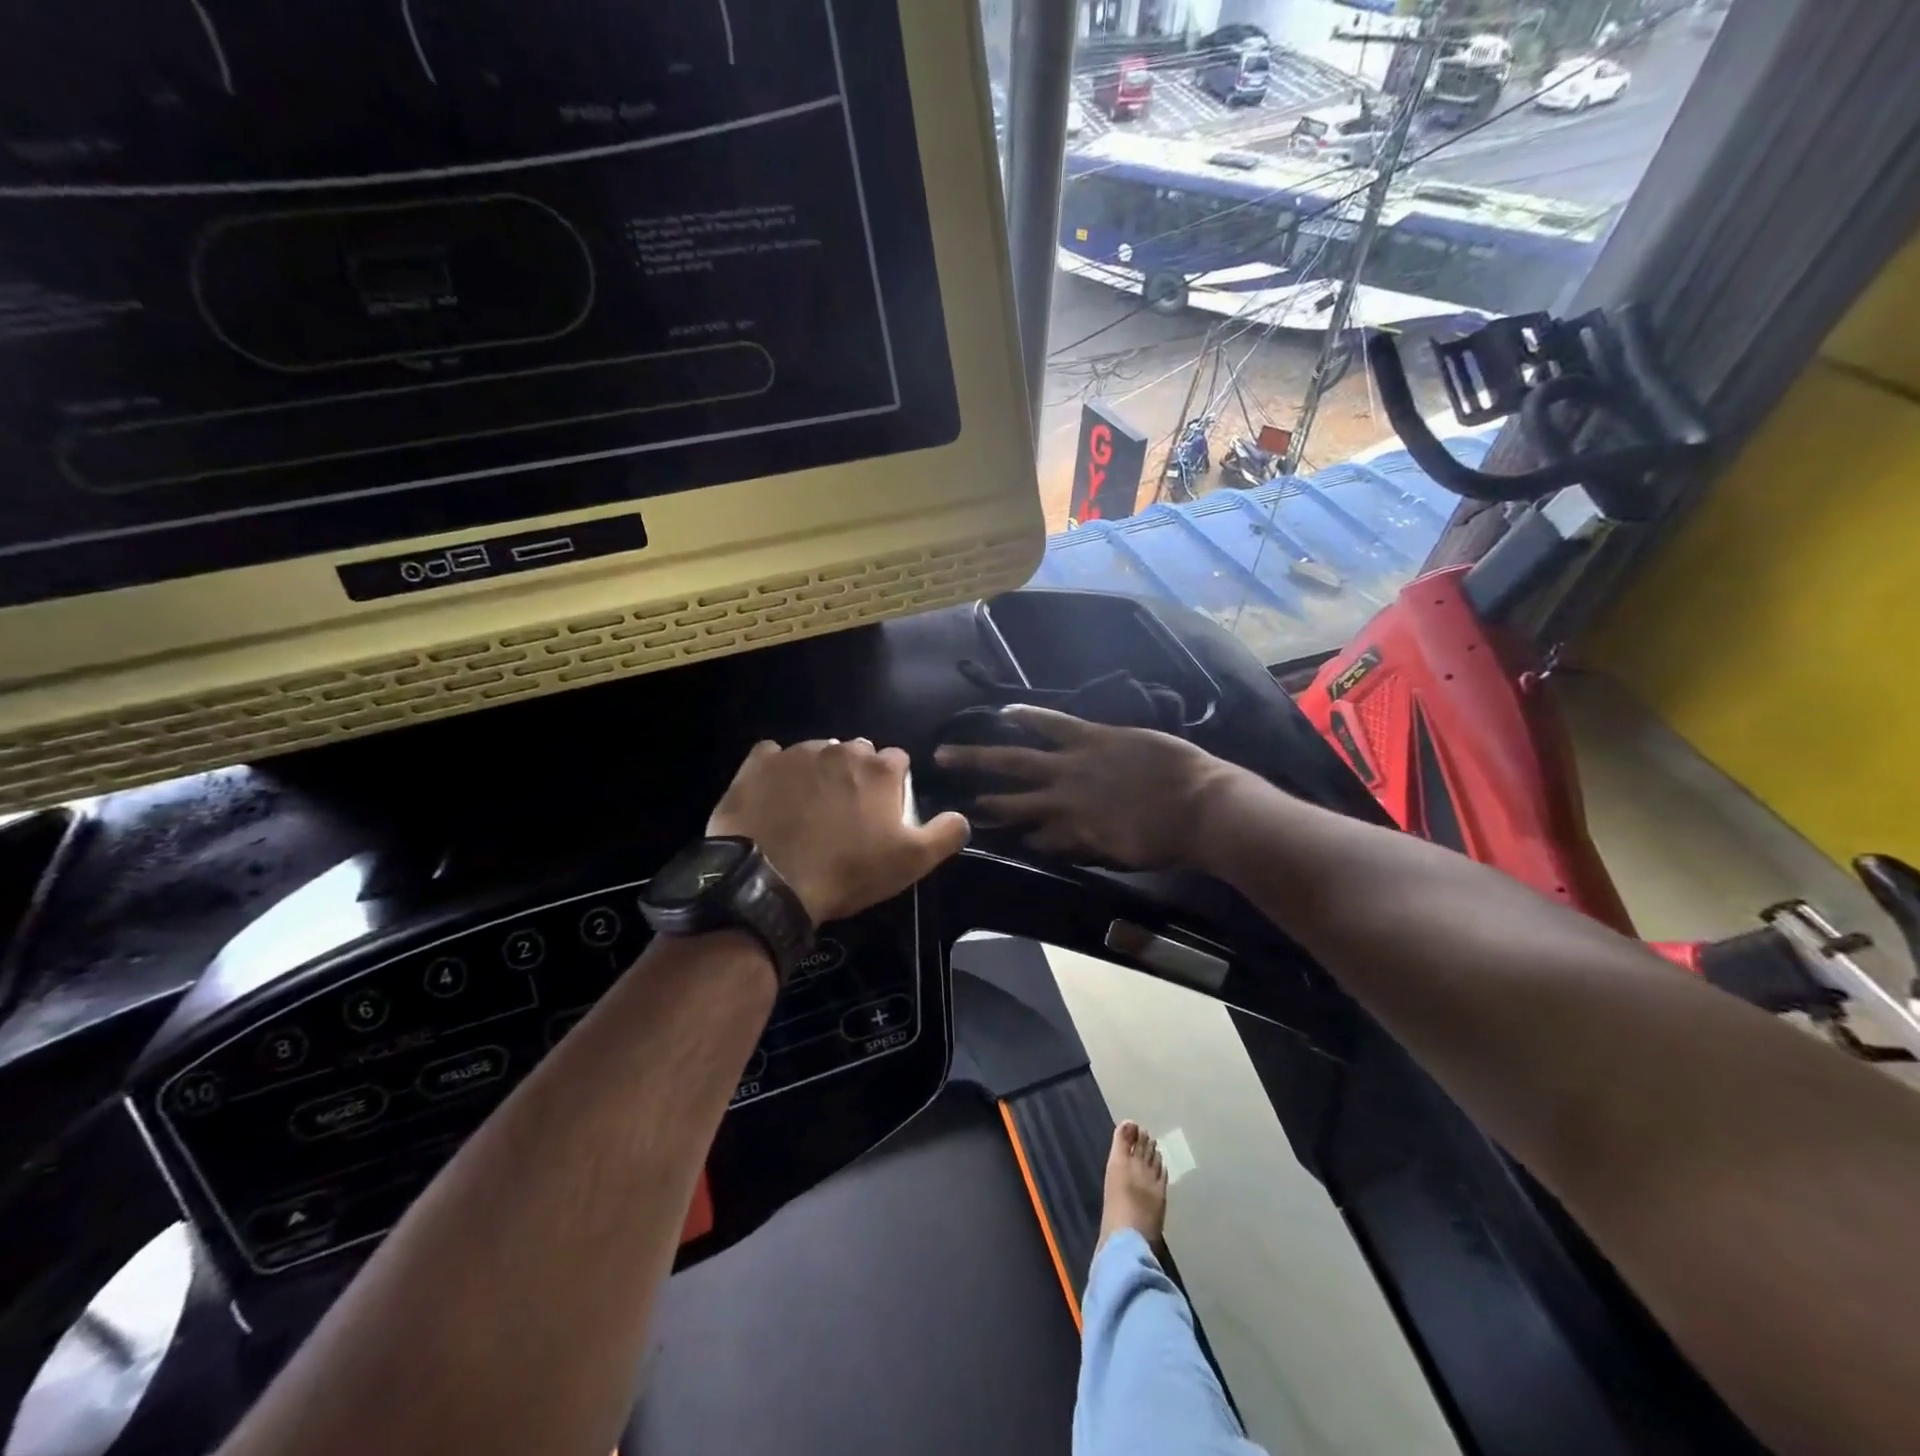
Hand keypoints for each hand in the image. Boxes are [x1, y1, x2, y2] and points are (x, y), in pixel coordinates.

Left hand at [708, 739, 970, 922]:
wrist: (770, 881)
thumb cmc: (847, 871)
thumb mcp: (911, 862)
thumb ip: (945, 834)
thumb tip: (961, 817)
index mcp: (879, 769)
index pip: (897, 761)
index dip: (893, 785)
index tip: (884, 811)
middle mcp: (839, 750)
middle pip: (856, 753)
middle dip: (857, 774)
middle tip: (847, 812)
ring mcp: (796, 754)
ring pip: (816, 753)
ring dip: (819, 772)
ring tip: (809, 808)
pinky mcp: (757, 764)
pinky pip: (771, 756)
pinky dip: (776, 771)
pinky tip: (774, 796)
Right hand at [933, 707, 1238, 869]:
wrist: (1204, 808)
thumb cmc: (1170, 839)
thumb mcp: (1122, 853)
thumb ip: (1084, 844)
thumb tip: (1048, 841)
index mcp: (1073, 831)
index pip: (1031, 835)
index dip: (1010, 834)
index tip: (986, 831)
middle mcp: (1062, 800)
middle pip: (1010, 799)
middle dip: (978, 796)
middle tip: (944, 795)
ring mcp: (1075, 765)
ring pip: (1017, 760)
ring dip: (981, 758)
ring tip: (949, 753)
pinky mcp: (1093, 737)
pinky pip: (1053, 724)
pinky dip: (1028, 717)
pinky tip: (1004, 712)